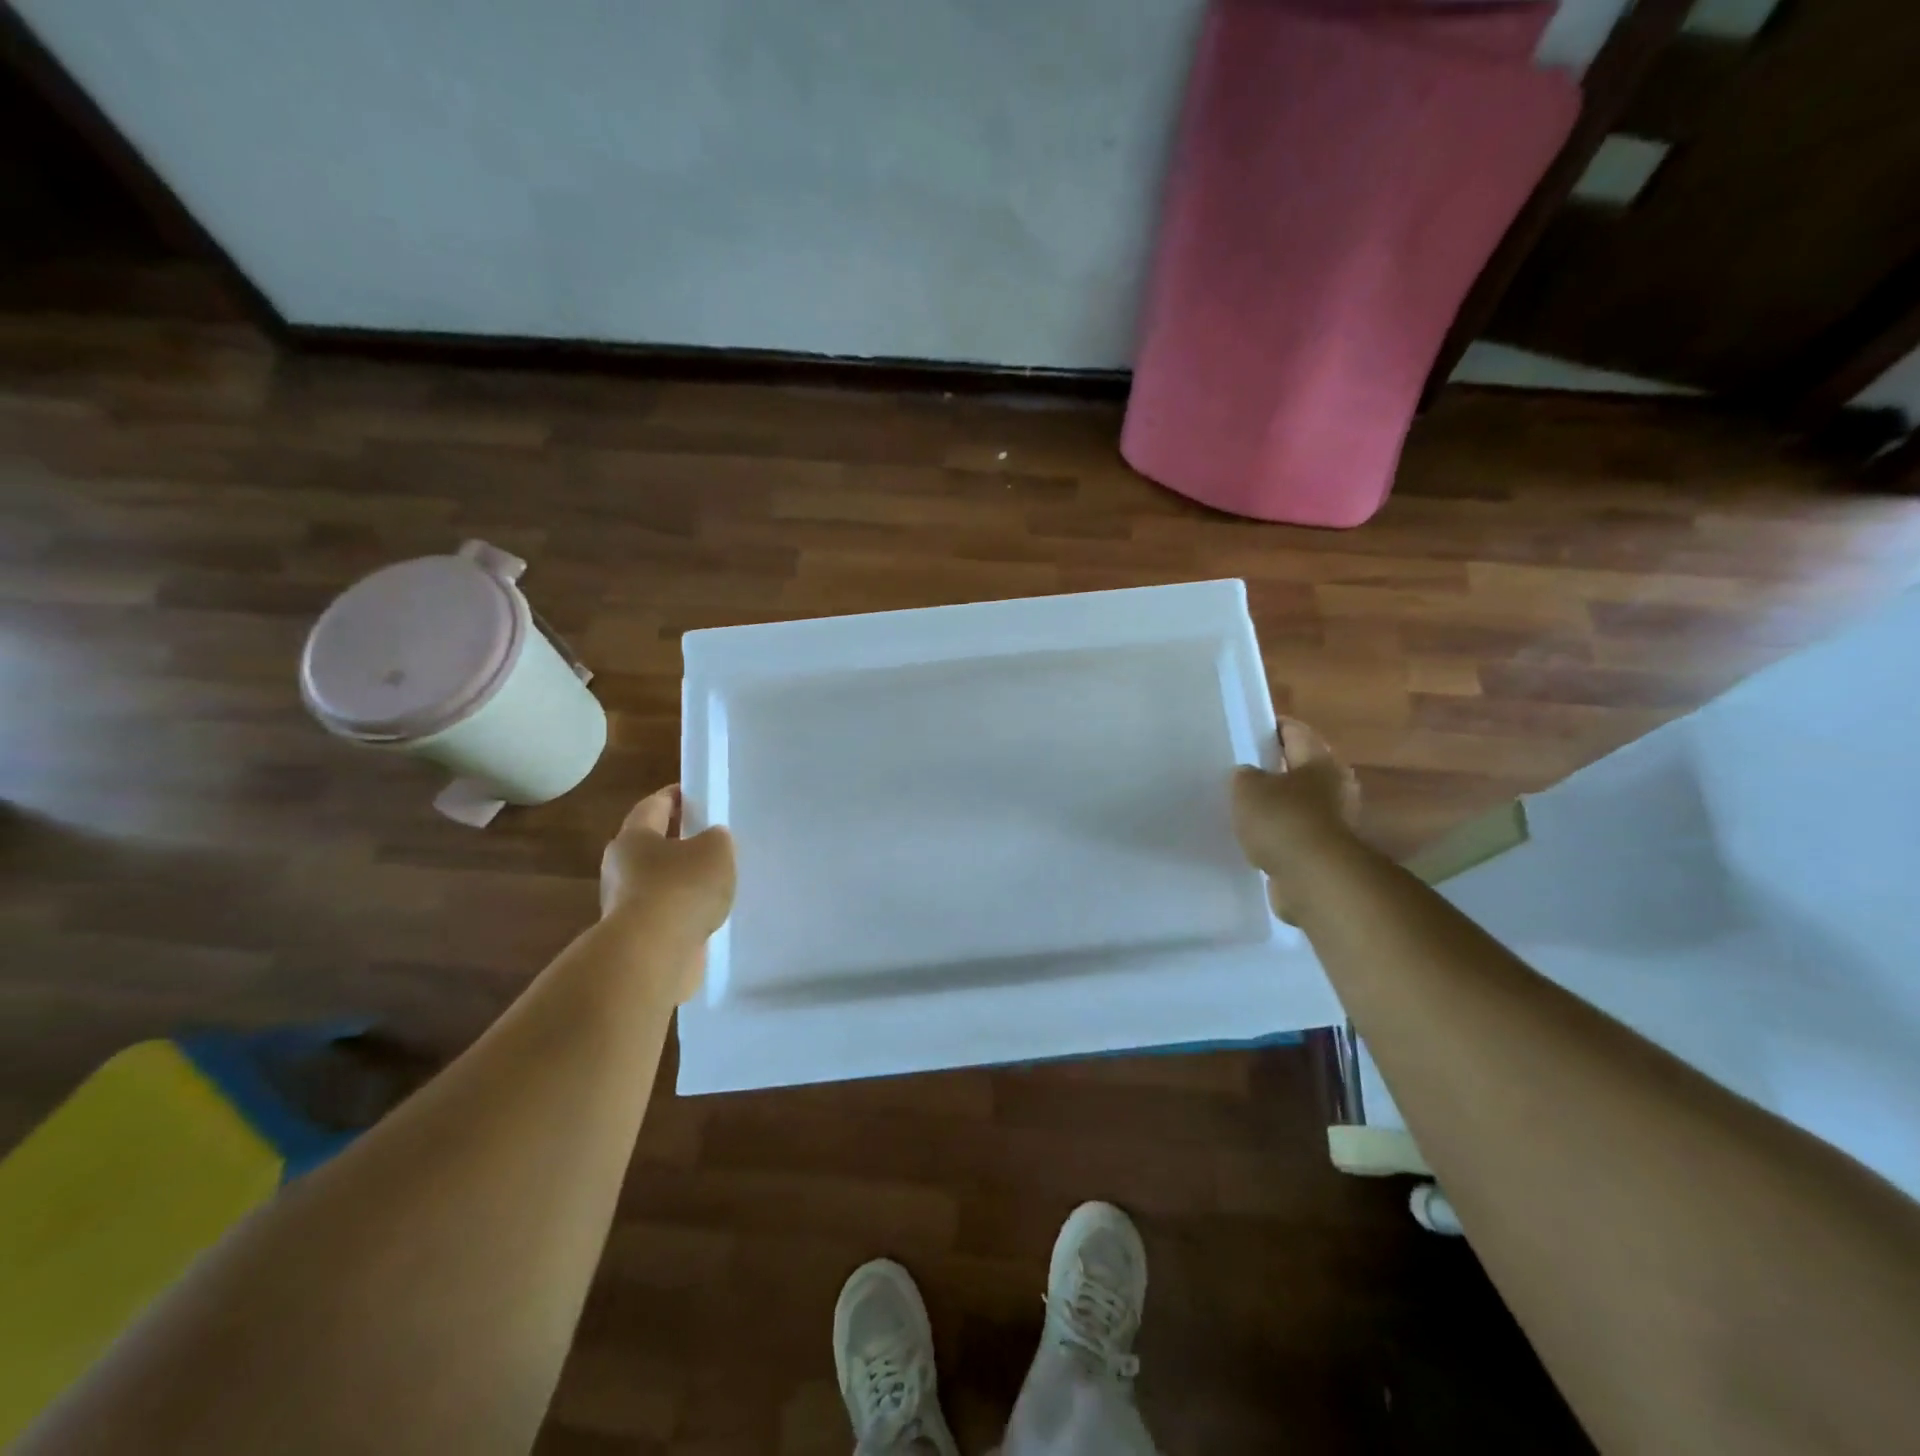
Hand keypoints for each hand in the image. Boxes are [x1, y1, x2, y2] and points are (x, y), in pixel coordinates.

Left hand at [599, 785, 735, 961]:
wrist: (653, 954)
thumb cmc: (681, 888)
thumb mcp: (715, 850)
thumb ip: (716, 839)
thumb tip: (710, 840)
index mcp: (633, 838)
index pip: (653, 806)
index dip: (674, 796)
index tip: (694, 793)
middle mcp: (621, 868)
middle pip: (651, 846)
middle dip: (678, 840)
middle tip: (709, 838)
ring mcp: (626, 906)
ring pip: (659, 882)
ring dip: (682, 880)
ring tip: (716, 880)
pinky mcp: (637, 937)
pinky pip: (666, 914)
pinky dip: (684, 911)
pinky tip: (707, 914)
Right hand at [1231, 718, 1361, 923]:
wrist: (1314, 879)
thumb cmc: (1283, 820)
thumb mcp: (1247, 787)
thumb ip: (1244, 776)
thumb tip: (1249, 777)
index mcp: (1319, 761)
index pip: (1294, 731)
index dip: (1270, 728)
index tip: (1246, 730)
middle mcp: (1334, 787)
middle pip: (1300, 768)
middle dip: (1273, 769)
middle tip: (1242, 771)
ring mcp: (1334, 821)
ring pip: (1297, 803)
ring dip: (1276, 805)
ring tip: (1244, 807)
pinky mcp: (1325, 852)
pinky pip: (1295, 834)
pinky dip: (1278, 834)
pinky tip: (1254, 838)